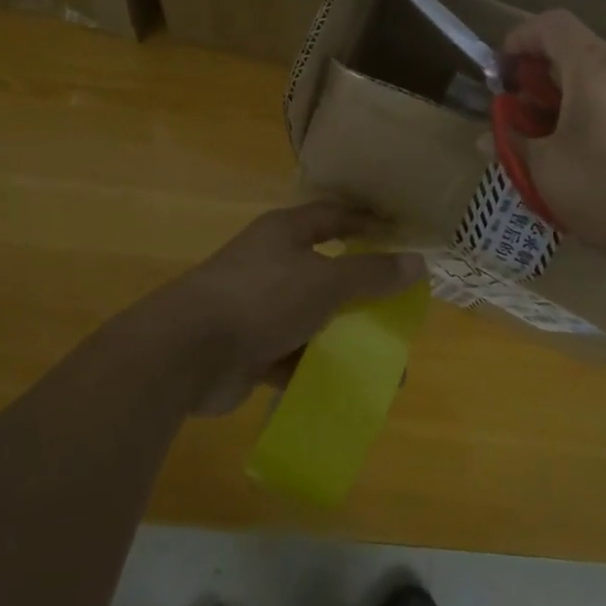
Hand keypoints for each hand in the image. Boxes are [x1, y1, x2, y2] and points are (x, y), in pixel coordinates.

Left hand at [150, 201, 426, 415]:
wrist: (187, 351)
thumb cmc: (262, 297)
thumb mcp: (325, 282)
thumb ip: (371, 274)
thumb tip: (418, 263)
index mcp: (285, 233)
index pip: (333, 217)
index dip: (366, 223)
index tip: (400, 237)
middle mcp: (271, 263)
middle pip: (325, 271)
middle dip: (360, 292)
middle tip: (396, 310)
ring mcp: (258, 306)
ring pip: (311, 318)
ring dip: (342, 338)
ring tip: (383, 363)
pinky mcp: (249, 348)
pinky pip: (292, 355)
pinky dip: (316, 369)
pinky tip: (346, 388)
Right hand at [502, 9, 605, 277]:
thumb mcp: (548, 174)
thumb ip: (514, 143)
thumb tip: (489, 137)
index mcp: (598, 70)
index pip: (552, 24)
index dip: (521, 37)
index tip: (508, 69)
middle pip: (586, 51)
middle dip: (554, 76)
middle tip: (540, 116)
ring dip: (593, 94)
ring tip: (589, 139)